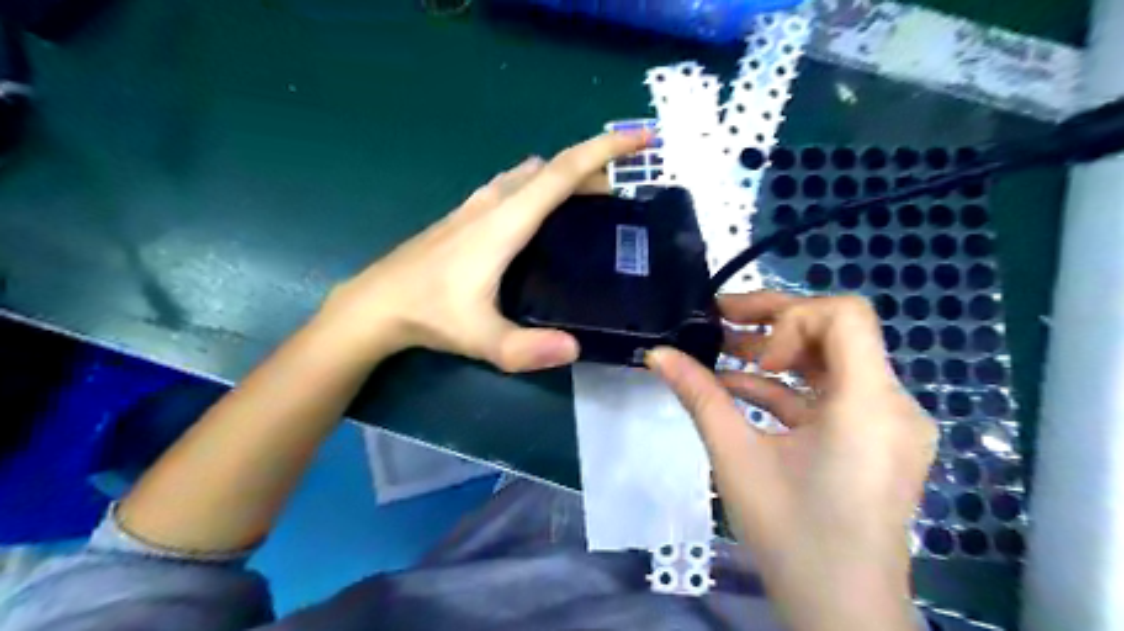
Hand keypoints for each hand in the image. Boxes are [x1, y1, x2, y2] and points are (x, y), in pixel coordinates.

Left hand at [319, 130, 650, 372]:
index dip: (605, 150)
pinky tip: (544, 215)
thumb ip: (525, 348)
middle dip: (594, 168)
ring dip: (566, 177)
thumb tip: (574, 349)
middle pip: (553, 169)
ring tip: (592, 203)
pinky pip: (514, 185)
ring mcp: (477, 205)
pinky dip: (541, 186)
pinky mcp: (467, 214)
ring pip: (532, 174)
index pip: (563, 173)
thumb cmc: (428, 314)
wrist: (375, 304)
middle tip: (624, 194)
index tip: (641, 137)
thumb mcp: (480, 338)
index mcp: (505, 221)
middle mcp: (494, 203)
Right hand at [645, 290, 935, 630]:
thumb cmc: (790, 533)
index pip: (844, 314)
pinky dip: (788, 388)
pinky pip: (831, 396)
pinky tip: (739, 389)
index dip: (790, 318)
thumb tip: (656, 354)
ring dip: (776, 356)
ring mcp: (889, 423)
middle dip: (774, 322)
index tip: (751, 354)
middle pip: (836, 332)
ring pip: (832, 363)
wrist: (839, 610)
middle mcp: (892, 403)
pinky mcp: (876, 440)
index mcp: (870, 402)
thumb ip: (697, 395)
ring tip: (721, 350)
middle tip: (720, 317)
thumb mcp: (736, 456)